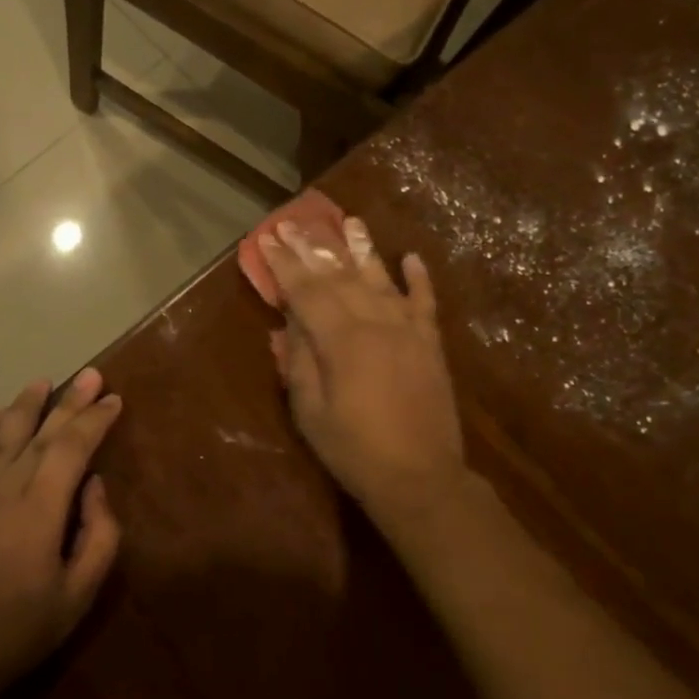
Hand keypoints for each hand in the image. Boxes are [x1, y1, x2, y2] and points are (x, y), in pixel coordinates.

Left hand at [0, 370, 122, 698]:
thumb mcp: (76, 598)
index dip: (95, 420)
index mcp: (39, 511)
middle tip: (91, 374)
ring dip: (27, 404)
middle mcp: (4, 488)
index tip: (113, 400)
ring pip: (4, 434)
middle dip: (71, 402)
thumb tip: (94, 485)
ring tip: (45, 382)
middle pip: (42, 432)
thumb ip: (98, 537)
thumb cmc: (15, 632)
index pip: (72, 448)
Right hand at [260, 216, 467, 530]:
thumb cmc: (354, 450)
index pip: (306, 291)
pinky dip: (419, 278)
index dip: (285, 264)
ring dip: (363, 248)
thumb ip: (300, 362)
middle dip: (314, 248)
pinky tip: (411, 257)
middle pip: (340, 277)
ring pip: (381, 279)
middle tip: (295, 221)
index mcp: (341, 341)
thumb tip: (289, 324)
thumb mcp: (310, 412)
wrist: (420, 477)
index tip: (268, 238)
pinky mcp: (430, 344)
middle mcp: (375, 324)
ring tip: (350, 221)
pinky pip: (425, 302)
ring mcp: (408, 331)